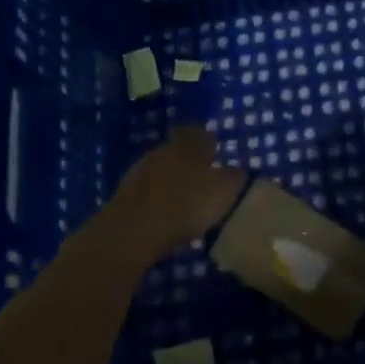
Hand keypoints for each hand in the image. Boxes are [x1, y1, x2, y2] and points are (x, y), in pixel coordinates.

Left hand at [101, 127, 247, 261]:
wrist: (134, 229)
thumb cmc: (187, 204)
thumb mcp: (224, 192)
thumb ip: (235, 179)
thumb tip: (239, 171)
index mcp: (189, 144)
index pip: (202, 134)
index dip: (210, 144)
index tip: (217, 156)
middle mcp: (164, 149)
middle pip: (179, 150)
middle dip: (190, 162)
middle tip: (203, 179)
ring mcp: (140, 169)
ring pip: (162, 169)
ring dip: (172, 180)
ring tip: (184, 200)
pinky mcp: (124, 193)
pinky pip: (147, 190)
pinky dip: (157, 198)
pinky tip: (164, 214)